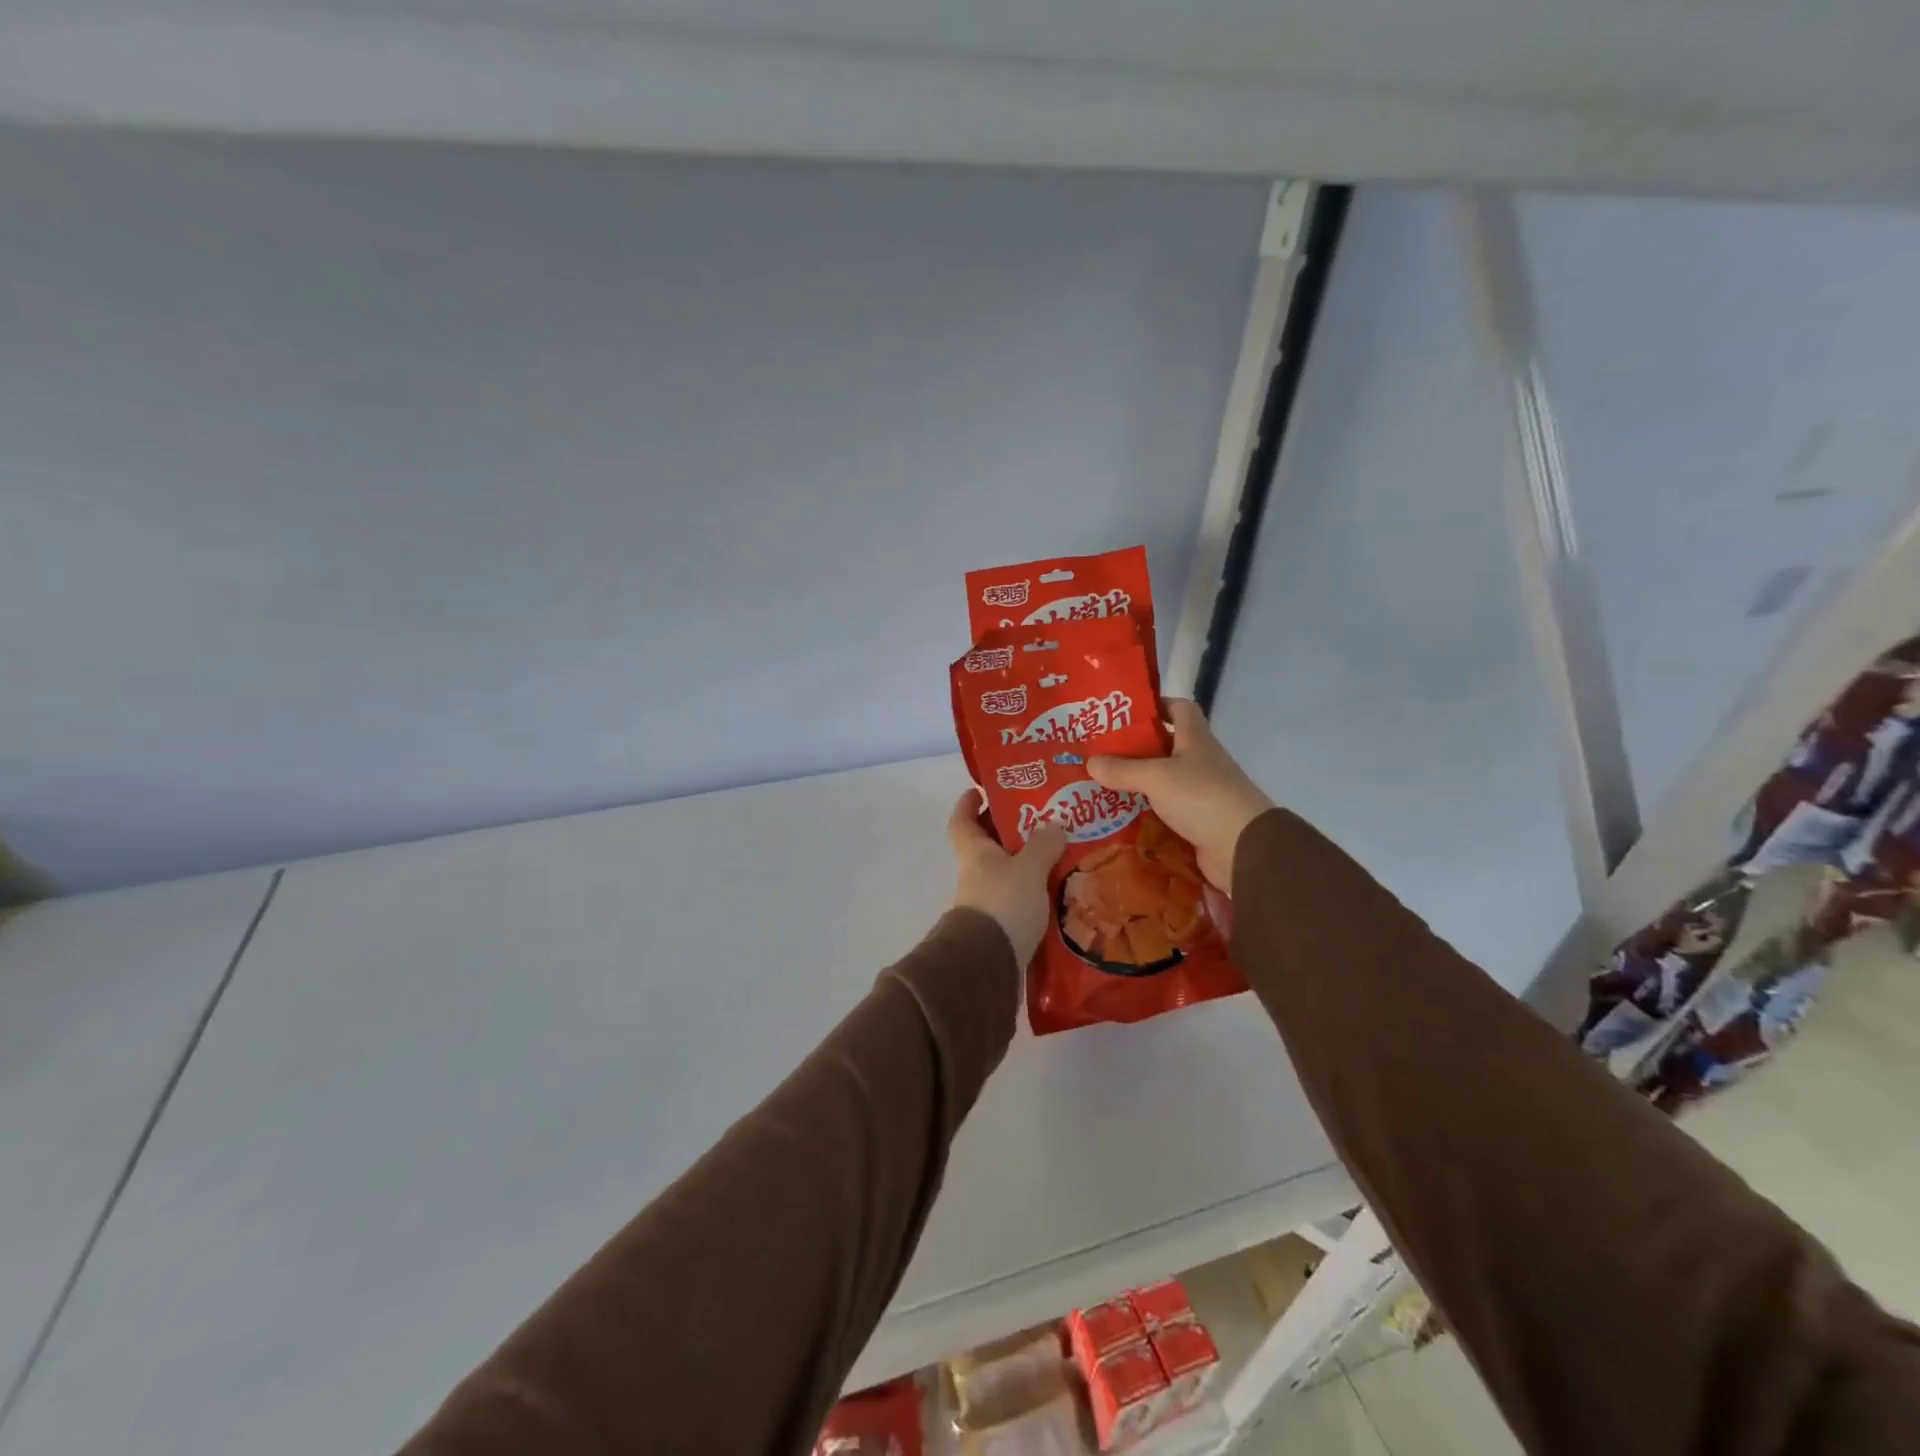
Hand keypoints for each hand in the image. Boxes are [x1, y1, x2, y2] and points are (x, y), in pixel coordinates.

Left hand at [948, 791, 1067, 964]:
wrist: (987, 965)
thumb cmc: (1003, 904)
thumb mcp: (1028, 868)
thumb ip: (1042, 845)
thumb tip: (1053, 825)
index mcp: (974, 852)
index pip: (961, 820)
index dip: (968, 803)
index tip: (982, 790)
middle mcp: (976, 875)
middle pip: (987, 847)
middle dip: (1009, 833)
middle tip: (1042, 820)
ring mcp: (986, 904)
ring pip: (1006, 875)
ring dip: (1028, 866)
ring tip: (1062, 856)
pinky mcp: (1001, 929)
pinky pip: (1020, 902)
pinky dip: (1036, 895)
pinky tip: (1062, 893)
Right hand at [1086, 700, 1272, 891]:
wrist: (1243, 848)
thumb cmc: (1202, 797)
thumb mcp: (1156, 777)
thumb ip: (1123, 769)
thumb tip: (1090, 762)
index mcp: (1195, 739)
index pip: (1179, 708)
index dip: (1155, 705)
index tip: (1124, 713)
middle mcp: (1199, 762)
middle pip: (1165, 747)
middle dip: (1134, 749)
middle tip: (1099, 754)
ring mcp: (1200, 793)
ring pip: (1162, 782)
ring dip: (1136, 785)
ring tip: (1100, 786)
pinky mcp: (1196, 821)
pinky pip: (1164, 812)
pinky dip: (1144, 814)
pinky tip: (1118, 817)